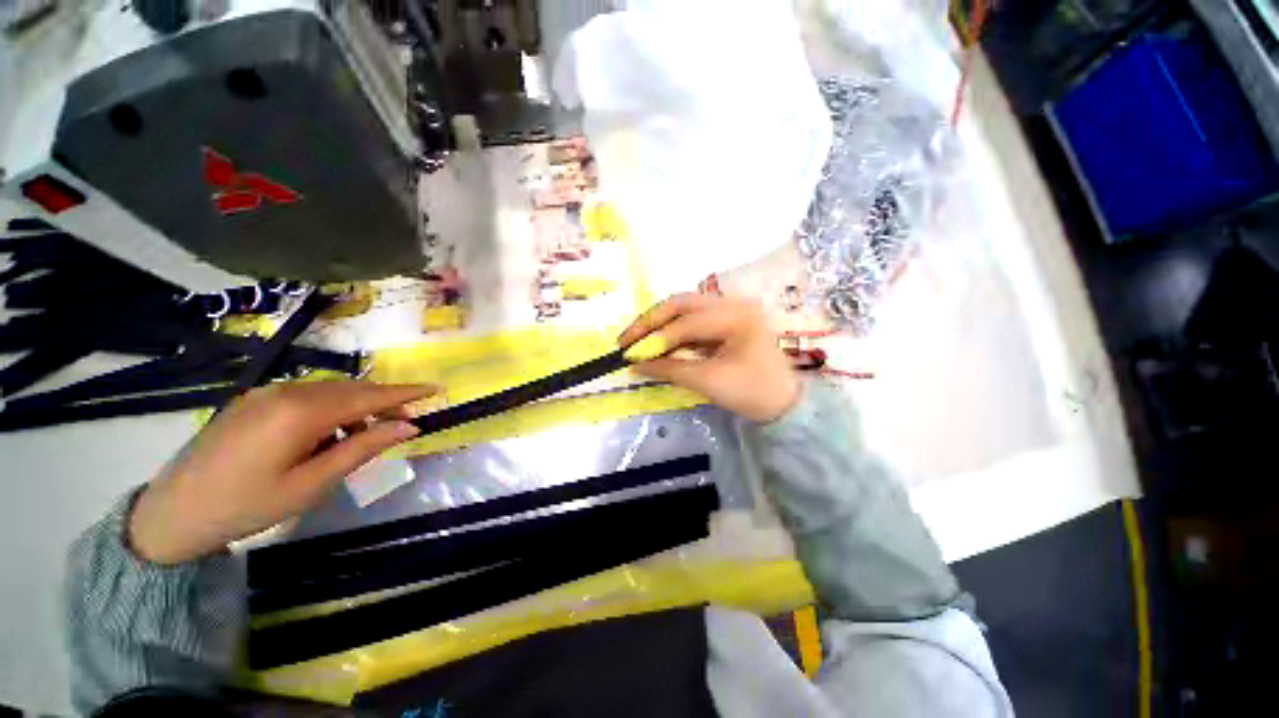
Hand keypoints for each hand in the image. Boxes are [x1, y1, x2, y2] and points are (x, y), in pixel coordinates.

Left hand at [129, 381, 433, 564]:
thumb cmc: (247, 505)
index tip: (436, 389)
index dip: (406, 392)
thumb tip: (408, 426)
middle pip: (351, 389)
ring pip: (330, 391)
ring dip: (356, 408)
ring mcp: (265, 393)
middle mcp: (285, 391)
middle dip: (383, 402)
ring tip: (361, 437)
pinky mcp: (253, 400)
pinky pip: (306, 396)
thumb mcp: (312, 484)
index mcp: (301, 412)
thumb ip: (363, 449)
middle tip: (403, 423)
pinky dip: (330, 409)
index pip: (369, 395)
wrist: (172, 514)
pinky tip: (325, 435)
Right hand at [619, 294, 799, 422]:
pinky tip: (657, 342)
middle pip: (682, 304)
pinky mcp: (725, 320)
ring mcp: (730, 309)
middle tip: (627, 339)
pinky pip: (692, 320)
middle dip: (651, 321)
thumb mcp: (708, 382)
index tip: (629, 354)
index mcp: (737, 316)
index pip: (686, 324)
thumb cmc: (752, 393)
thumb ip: (669, 369)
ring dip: (659, 323)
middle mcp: (733, 303)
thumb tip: (634, 364)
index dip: (655, 340)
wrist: (783, 403)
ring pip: (685, 308)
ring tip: (636, 340)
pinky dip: (672, 331)